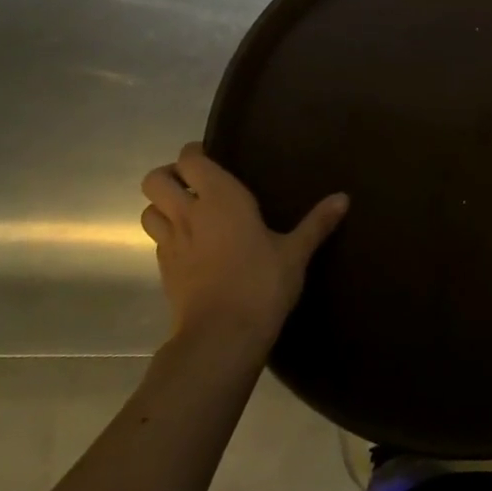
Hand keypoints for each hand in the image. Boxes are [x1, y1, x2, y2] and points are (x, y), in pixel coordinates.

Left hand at [141, 143, 347, 351]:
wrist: (222, 336)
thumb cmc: (262, 283)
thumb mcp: (295, 253)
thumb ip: (317, 223)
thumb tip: (344, 198)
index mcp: (220, 197)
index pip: (190, 159)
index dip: (195, 154)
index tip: (211, 157)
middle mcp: (188, 213)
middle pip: (155, 180)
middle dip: (169, 176)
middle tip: (193, 185)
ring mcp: (171, 243)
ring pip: (147, 211)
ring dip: (162, 207)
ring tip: (187, 214)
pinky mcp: (164, 272)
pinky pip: (157, 242)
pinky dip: (168, 237)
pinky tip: (191, 248)